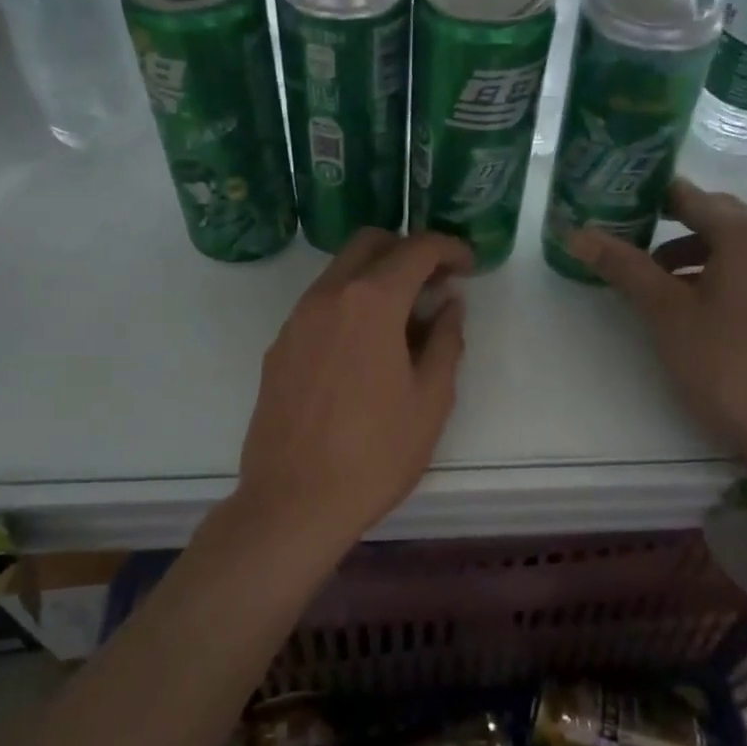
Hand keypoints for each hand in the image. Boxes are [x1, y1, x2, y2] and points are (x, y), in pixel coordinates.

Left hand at [234, 229, 472, 552]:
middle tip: (435, 284)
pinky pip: (319, 305)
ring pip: (340, 272)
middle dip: (407, 250)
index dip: (449, 249)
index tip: (467, 266)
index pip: (416, 249)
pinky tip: (365, 348)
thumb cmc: (376, 454)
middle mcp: (327, 296)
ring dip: (376, 277)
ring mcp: (296, 320)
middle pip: (369, 243)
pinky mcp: (279, 347)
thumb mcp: (431, 399)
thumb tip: (449, 304)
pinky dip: (349, 304)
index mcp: (371, 302)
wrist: (293, 502)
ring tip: (404, 320)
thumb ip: (445, 340)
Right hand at [568, 179, 746, 475]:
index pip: (688, 196)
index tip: (613, 210)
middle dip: (669, 228)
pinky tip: (697, 308)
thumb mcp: (666, 312)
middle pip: (714, 217)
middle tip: (627, 246)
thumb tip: (577, 234)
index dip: (647, 199)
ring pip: (735, 247)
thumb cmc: (726, 363)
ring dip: (693, 255)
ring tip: (657, 285)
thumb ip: (624, 267)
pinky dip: (720, 275)